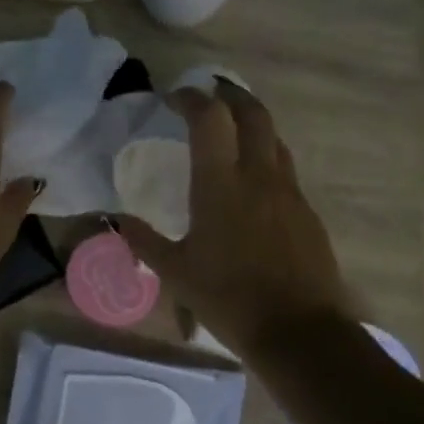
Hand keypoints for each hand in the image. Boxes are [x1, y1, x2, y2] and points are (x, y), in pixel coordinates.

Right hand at [116, 80, 354, 358]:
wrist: (299, 332)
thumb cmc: (229, 299)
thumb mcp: (175, 273)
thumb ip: (143, 240)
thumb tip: (116, 219)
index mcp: (221, 184)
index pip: (210, 118)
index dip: (191, 99)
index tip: (173, 98)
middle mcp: (259, 175)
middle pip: (252, 113)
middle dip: (230, 94)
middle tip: (209, 92)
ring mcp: (289, 191)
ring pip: (274, 137)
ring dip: (252, 121)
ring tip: (231, 128)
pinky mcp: (306, 211)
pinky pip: (284, 167)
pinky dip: (266, 155)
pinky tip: (252, 179)